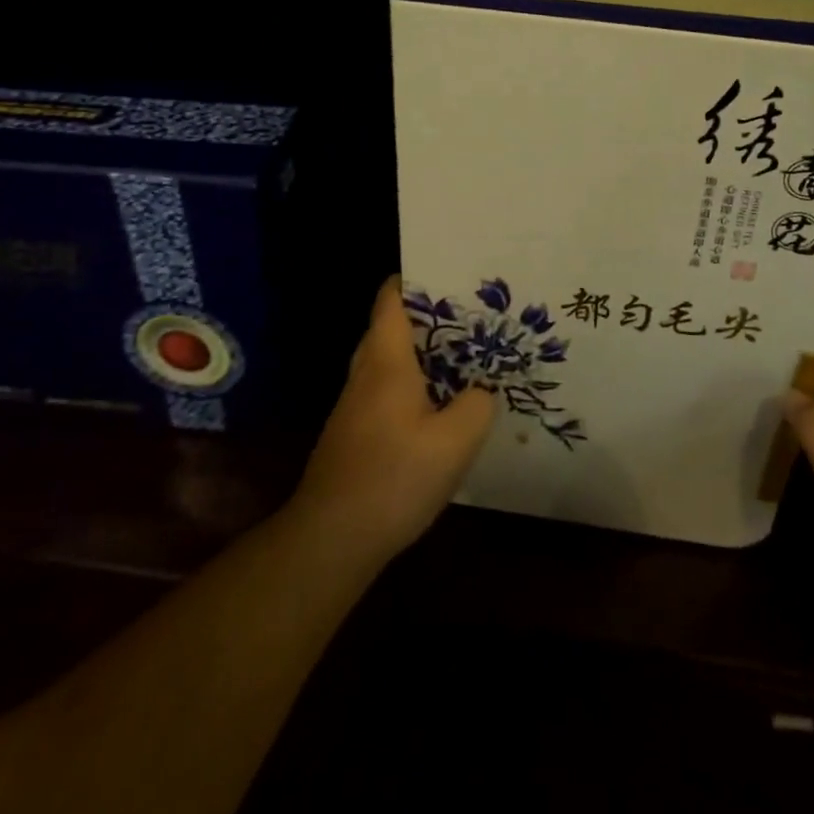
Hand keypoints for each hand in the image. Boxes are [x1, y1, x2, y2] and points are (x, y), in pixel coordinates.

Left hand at [288, 275, 496, 564]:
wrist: (331, 538)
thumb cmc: (393, 477)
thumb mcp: (455, 441)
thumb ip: (477, 405)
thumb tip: (481, 391)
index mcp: (386, 360)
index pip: (391, 299)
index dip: (416, 279)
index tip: (453, 275)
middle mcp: (366, 372)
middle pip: (392, 326)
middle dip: (430, 317)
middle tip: (473, 317)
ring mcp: (355, 403)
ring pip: (391, 361)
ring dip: (424, 354)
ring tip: (466, 357)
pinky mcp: (355, 431)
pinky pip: (388, 390)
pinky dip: (414, 385)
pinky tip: (442, 407)